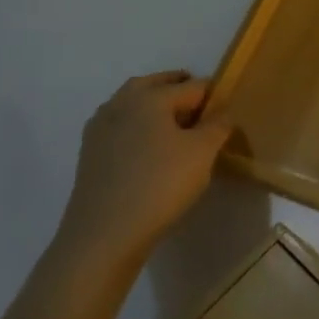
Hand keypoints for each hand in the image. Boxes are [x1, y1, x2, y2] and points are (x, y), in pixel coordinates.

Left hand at [52, 72, 232, 267]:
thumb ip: (218, 125)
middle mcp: (121, 103)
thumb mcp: (203, 152)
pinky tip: (150, 150)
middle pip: (156, 86)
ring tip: (178, 129)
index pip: (192, 86)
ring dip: (156, 108)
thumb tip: (222, 113)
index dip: (214, 95)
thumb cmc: (161, 183)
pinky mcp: (90, 152)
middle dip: (180, 91)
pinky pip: (122, 127)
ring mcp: (100, 127)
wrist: (105, 232)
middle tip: (202, 109)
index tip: (229, 109)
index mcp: (150, 96)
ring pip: (134, 105)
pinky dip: (139, 128)